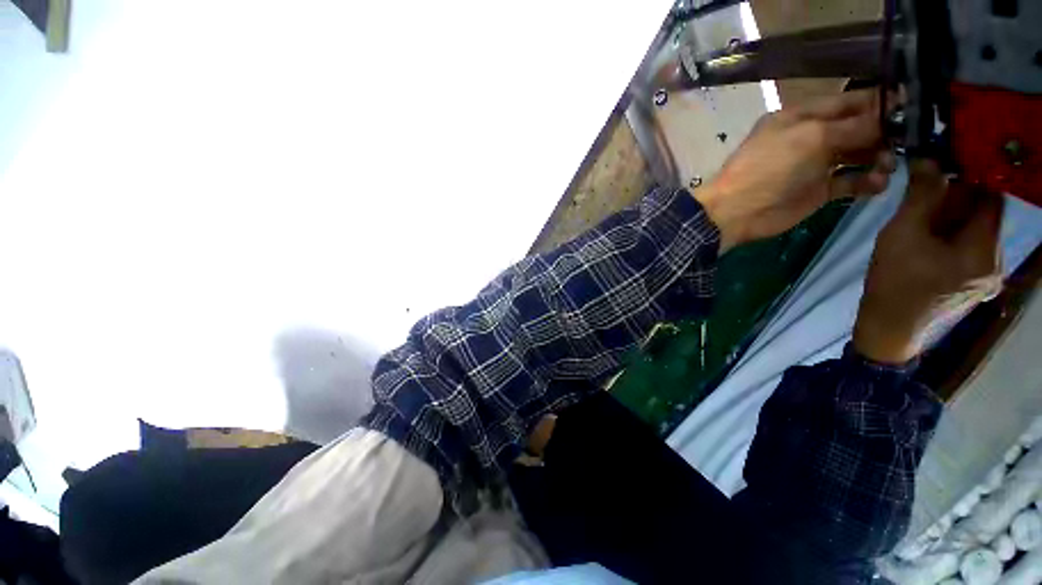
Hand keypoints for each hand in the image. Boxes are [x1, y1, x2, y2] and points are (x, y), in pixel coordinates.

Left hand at [695, 90, 896, 251]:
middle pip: (858, 128)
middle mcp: (812, 137)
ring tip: (890, 165)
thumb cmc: (769, 168)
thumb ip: (852, 126)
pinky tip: (878, 183)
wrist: (736, 212)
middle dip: (885, 132)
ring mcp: (815, 165)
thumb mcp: (811, 138)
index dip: (880, 102)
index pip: (849, 101)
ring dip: (879, 158)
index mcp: (803, 116)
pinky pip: (851, 182)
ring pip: (858, 155)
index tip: (914, 107)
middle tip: (909, 141)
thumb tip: (891, 113)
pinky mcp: (818, 191)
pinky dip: (867, 182)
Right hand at [853, 160, 1003, 363]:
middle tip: (924, 194)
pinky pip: (971, 248)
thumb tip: (928, 158)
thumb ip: (919, 196)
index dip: (971, 176)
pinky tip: (928, 241)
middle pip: (985, 215)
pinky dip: (952, 237)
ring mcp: (988, 275)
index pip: (991, 197)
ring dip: (953, 219)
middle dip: (957, 200)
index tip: (944, 165)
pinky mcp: (976, 283)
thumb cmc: (893, 284)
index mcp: (983, 249)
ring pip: (977, 232)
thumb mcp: (900, 235)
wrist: (889, 330)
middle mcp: (996, 261)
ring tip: (921, 220)